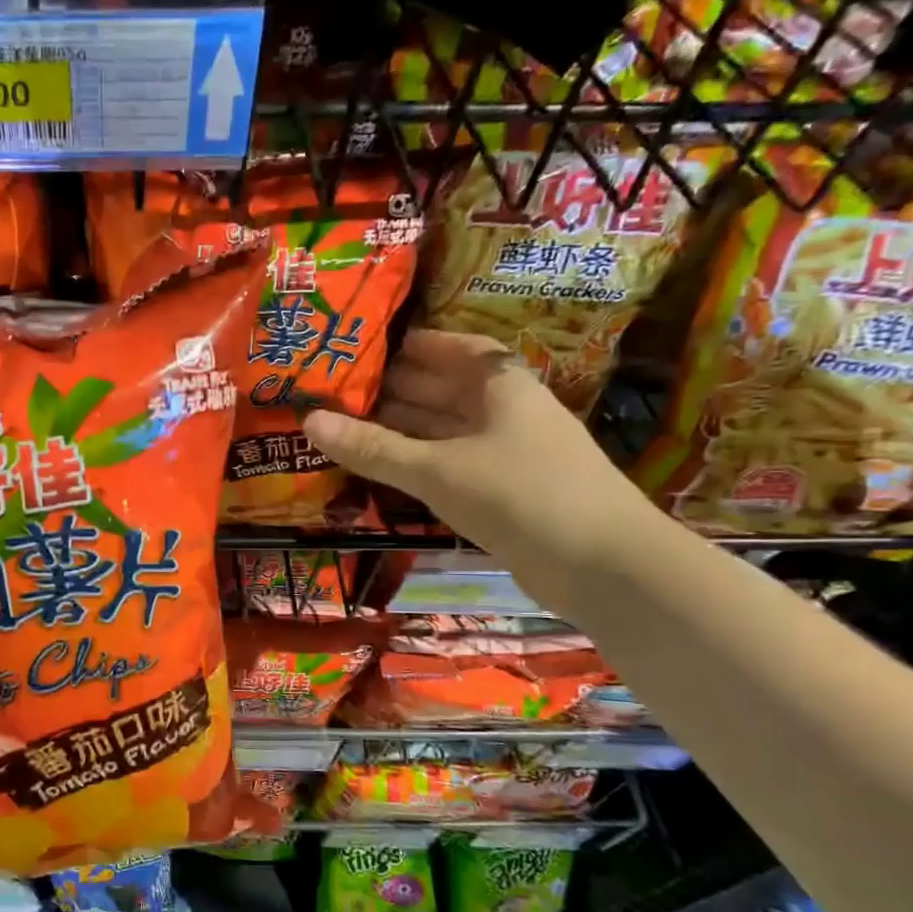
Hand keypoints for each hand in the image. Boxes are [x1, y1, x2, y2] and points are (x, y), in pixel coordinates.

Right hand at [303, 328, 650, 580]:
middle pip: (445, 389)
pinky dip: (419, 463)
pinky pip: (452, 464)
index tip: (368, 348)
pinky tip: (386, 469)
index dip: (414, 346)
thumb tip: (309, 421)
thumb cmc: (519, 494)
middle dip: (395, 389)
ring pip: (446, 430)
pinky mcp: (506, 492)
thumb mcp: (436, 469)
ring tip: (347, 427)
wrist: (602, 565)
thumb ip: (373, 447)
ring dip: (402, 429)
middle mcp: (506, 412)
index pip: (455, 349)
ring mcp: (509, 453)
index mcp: (501, 386)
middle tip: (338, 391)